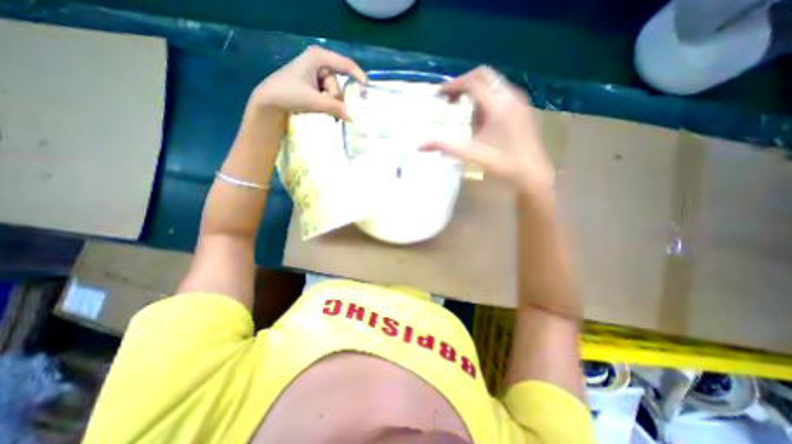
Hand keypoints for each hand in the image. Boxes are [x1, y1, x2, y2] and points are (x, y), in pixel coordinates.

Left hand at [248, 44, 366, 118]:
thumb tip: (353, 118)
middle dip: (334, 97)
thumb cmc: (288, 94)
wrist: (270, 102)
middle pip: (338, 83)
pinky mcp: (315, 85)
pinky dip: (328, 104)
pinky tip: (322, 109)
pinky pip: (329, 95)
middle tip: (325, 107)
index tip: (366, 90)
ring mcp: (317, 75)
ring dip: (330, 103)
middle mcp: (319, 63)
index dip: (358, 76)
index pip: (345, 64)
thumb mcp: (314, 100)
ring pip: (334, 92)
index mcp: (318, 58)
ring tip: (319, 109)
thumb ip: (335, 107)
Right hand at [424, 65, 552, 195]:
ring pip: (492, 83)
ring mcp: (519, 100)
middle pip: (483, 75)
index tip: (439, 95)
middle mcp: (511, 96)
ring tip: (463, 112)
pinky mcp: (522, 107)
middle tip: (449, 100)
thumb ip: (446, 147)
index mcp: (498, 106)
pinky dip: (485, 98)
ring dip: (474, 92)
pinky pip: (500, 92)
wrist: (533, 173)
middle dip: (463, 84)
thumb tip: (420, 146)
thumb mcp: (472, 155)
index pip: (473, 81)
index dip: (453, 85)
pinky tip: (481, 119)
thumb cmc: (504, 165)